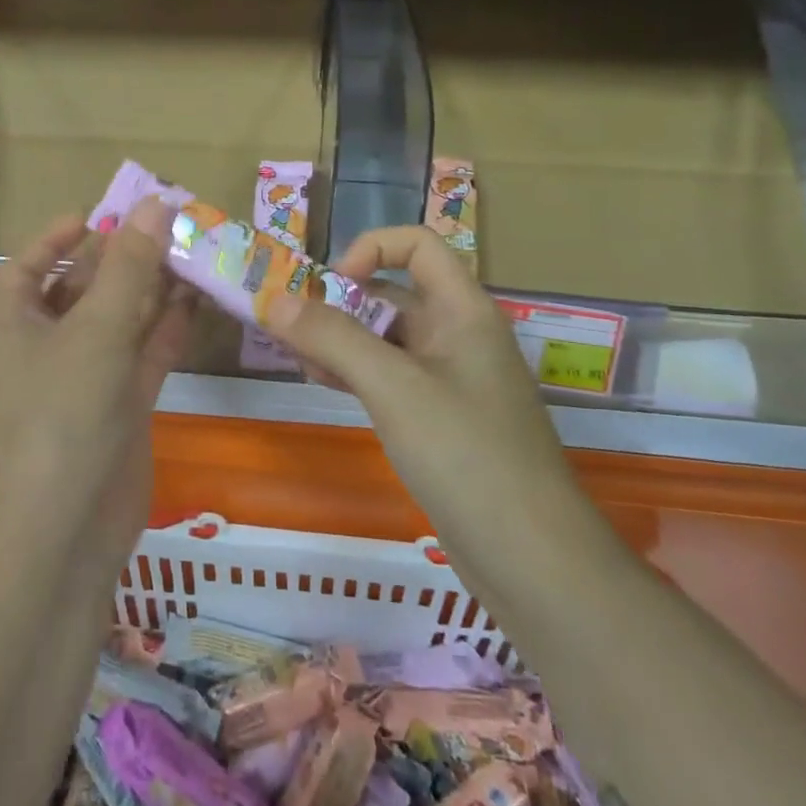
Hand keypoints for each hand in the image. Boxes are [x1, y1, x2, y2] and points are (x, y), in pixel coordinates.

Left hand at [0, 198, 195, 565]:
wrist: (68, 531)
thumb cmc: (63, 416)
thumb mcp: (96, 331)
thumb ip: (129, 268)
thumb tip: (155, 202)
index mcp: (19, 326)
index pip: (27, 269)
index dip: (54, 239)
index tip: (95, 215)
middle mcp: (50, 347)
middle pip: (82, 289)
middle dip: (119, 259)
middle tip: (165, 226)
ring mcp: (88, 378)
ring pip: (121, 320)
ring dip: (152, 290)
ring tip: (192, 253)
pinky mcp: (123, 406)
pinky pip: (146, 354)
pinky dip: (168, 329)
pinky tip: (197, 301)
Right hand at [271, 226, 585, 554]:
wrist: (533, 561)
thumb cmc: (466, 455)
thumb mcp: (392, 387)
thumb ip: (332, 338)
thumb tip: (273, 300)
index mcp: (463, 310)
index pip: (417, 244)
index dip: (369, 250)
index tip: (329, 288)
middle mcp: (459, 335)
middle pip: (393, 292)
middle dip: (340, 303)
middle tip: (291, 332)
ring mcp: (451, 379)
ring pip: (387, 338)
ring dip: (341, 340)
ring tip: (300, 362)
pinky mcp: (441, 419)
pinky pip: (391, 377)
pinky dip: (356, 373)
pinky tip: (325, 386)